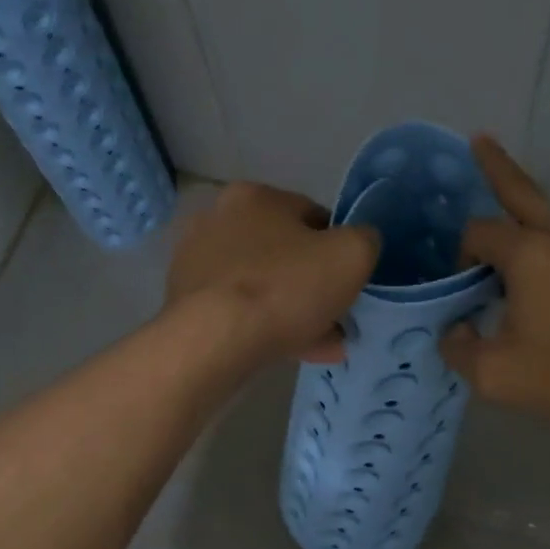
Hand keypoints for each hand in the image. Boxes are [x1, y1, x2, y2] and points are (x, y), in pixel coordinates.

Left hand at [165, 182, 379, 365]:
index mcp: (254, 197)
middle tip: (337, 315)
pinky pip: (240, 311)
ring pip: (263, 286)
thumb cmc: (285, 287)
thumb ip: (364, 240)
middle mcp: (217, 220)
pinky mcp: (185, 302)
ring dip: (294, 311)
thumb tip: (359, 244)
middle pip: (284, 253)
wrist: (214, 341)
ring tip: (324, 344)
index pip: (312, 215)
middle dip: (314, 284)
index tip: (350, 280)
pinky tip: (295, 352)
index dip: (338, 247)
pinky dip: (267, 327)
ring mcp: (196, 263)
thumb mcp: (351, 255)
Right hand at [439, 137, 549, 443]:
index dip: (459, 257)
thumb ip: (458, 349)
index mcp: (529, 253)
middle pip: (520, 190)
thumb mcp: (495, 374)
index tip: (461, 294)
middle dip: (496, 165)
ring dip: (521, 196)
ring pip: (546, 209)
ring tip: (501, 185)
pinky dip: (540, 225)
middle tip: (479, 140)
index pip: (477, 233)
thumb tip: (455, 330)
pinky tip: (533, 252)